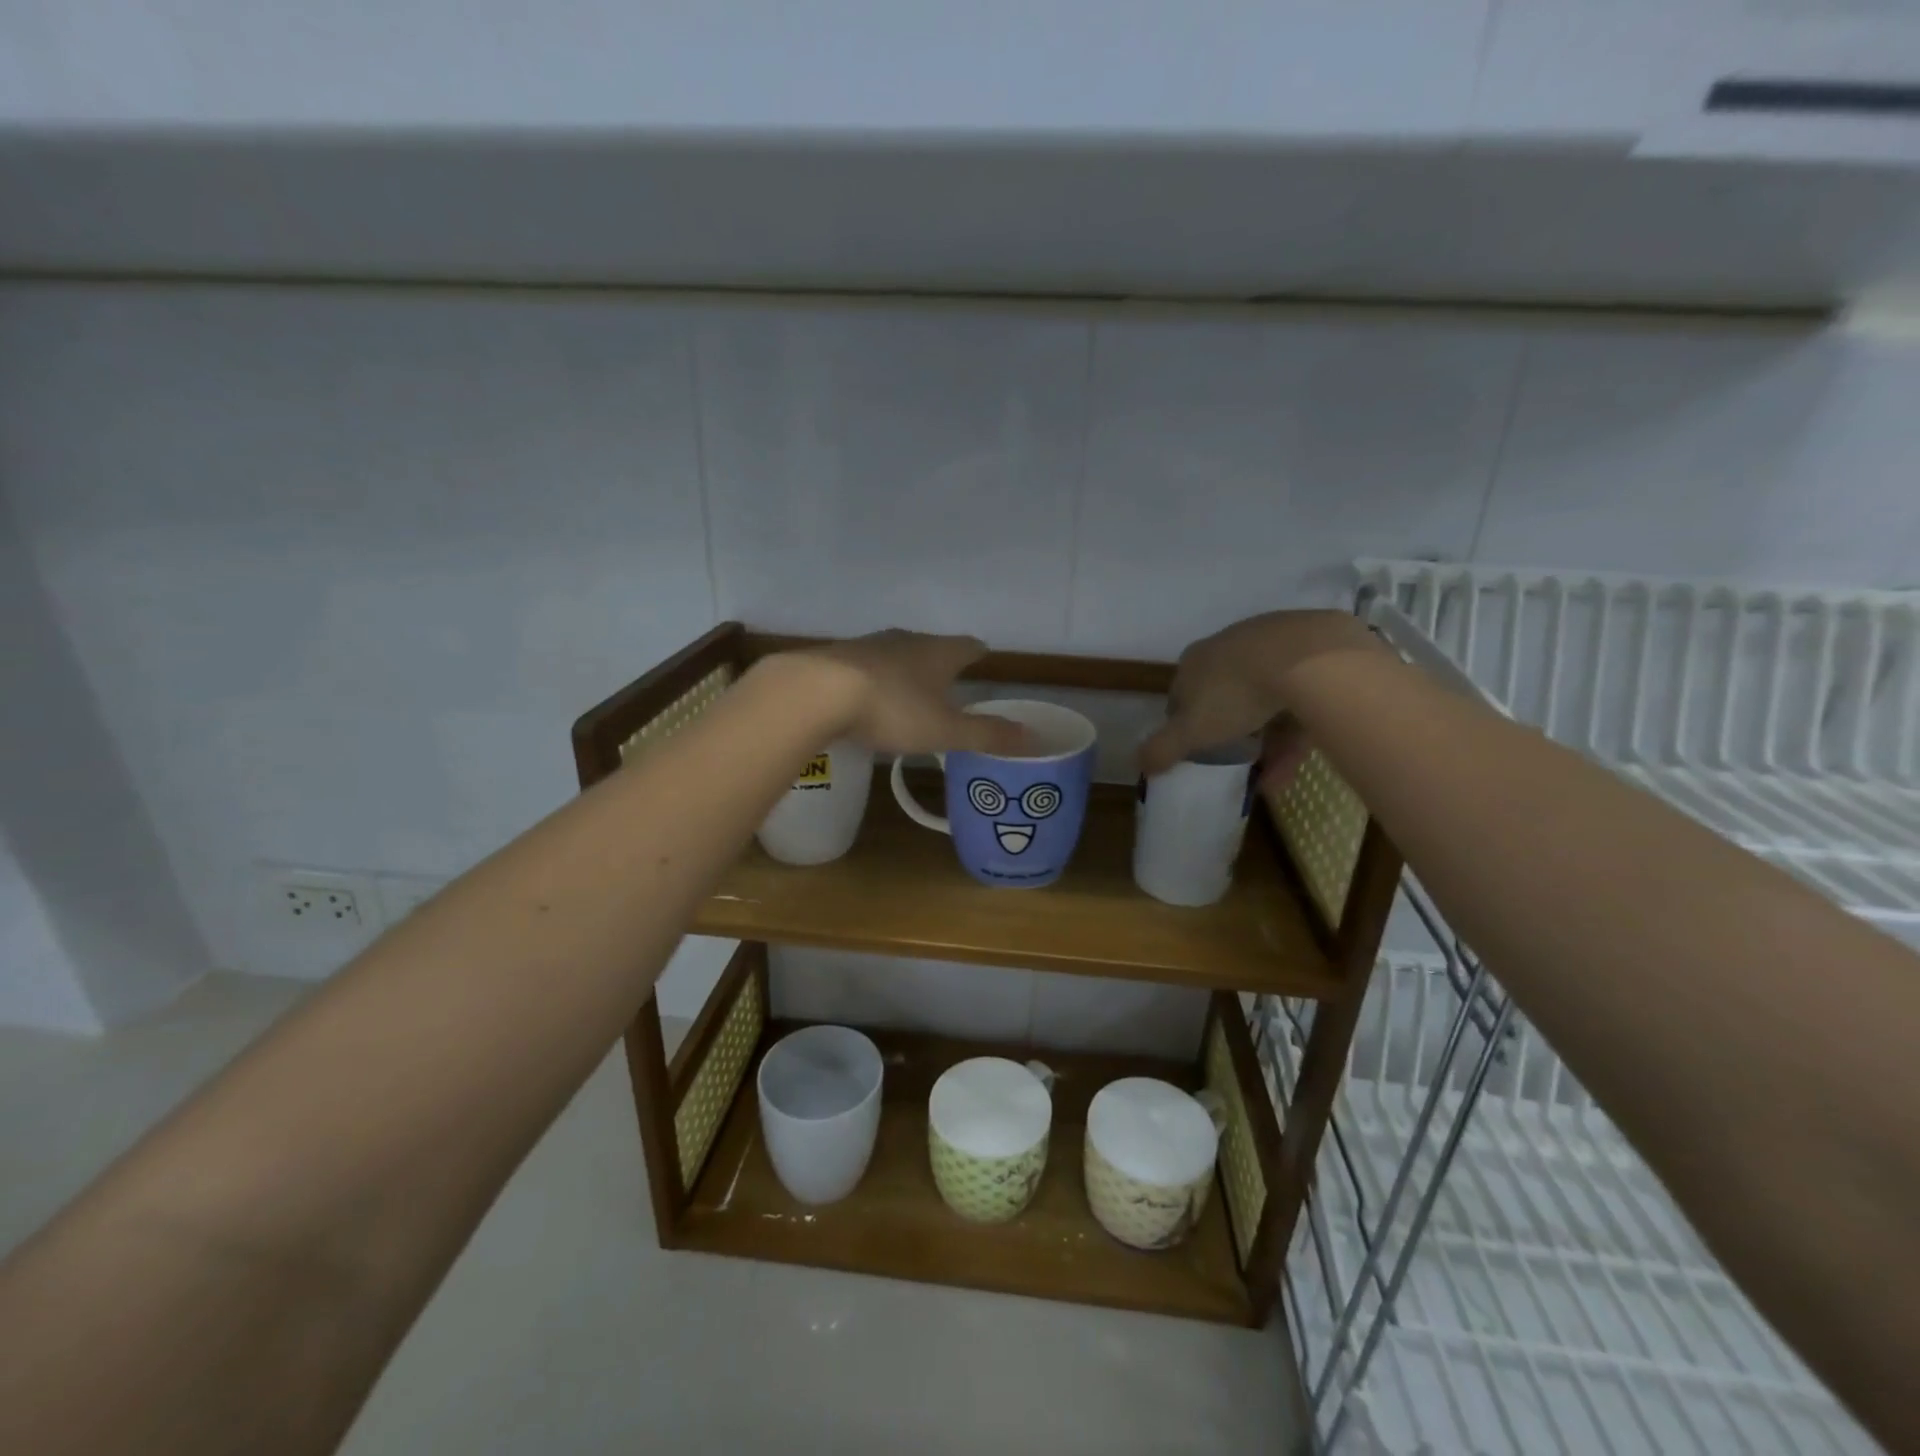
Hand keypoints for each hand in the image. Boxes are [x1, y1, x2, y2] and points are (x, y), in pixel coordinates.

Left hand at [774, 630, 1027, 757]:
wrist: (815, 693)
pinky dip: (872, 678)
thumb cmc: (892, 709)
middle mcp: (905, 640)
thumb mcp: (945, 730)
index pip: (968, 646)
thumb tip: (1032, 736)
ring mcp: (867, 645)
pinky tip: (865, 696)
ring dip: (904, 668)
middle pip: (931, 646)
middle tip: (948, 680)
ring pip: (895, 653)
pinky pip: (863, 666)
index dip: (978, 653)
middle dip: (940, 661)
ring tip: (908, 689)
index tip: (983, 658)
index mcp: (938, 652)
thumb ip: (986, 734)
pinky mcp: (835, 658)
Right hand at [1138, 610, 1379, 778]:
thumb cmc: (1236, 694)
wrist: (1308, 658)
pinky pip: (1302, 696)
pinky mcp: (1314, 652)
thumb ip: (1162, 748)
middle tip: (1242, 762)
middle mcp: (1230, 646)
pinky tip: (1302, 757)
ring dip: (1270, 741)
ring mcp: (1273, 644)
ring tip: (1276, 777)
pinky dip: (1298, 728)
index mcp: (1196, 660)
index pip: (1183, 694)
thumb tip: (1138, 763)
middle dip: (1234, 734)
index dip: (1188, 725)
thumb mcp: (1190, 730)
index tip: (1199, 751)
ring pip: (1268, 700)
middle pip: (1227, 697)